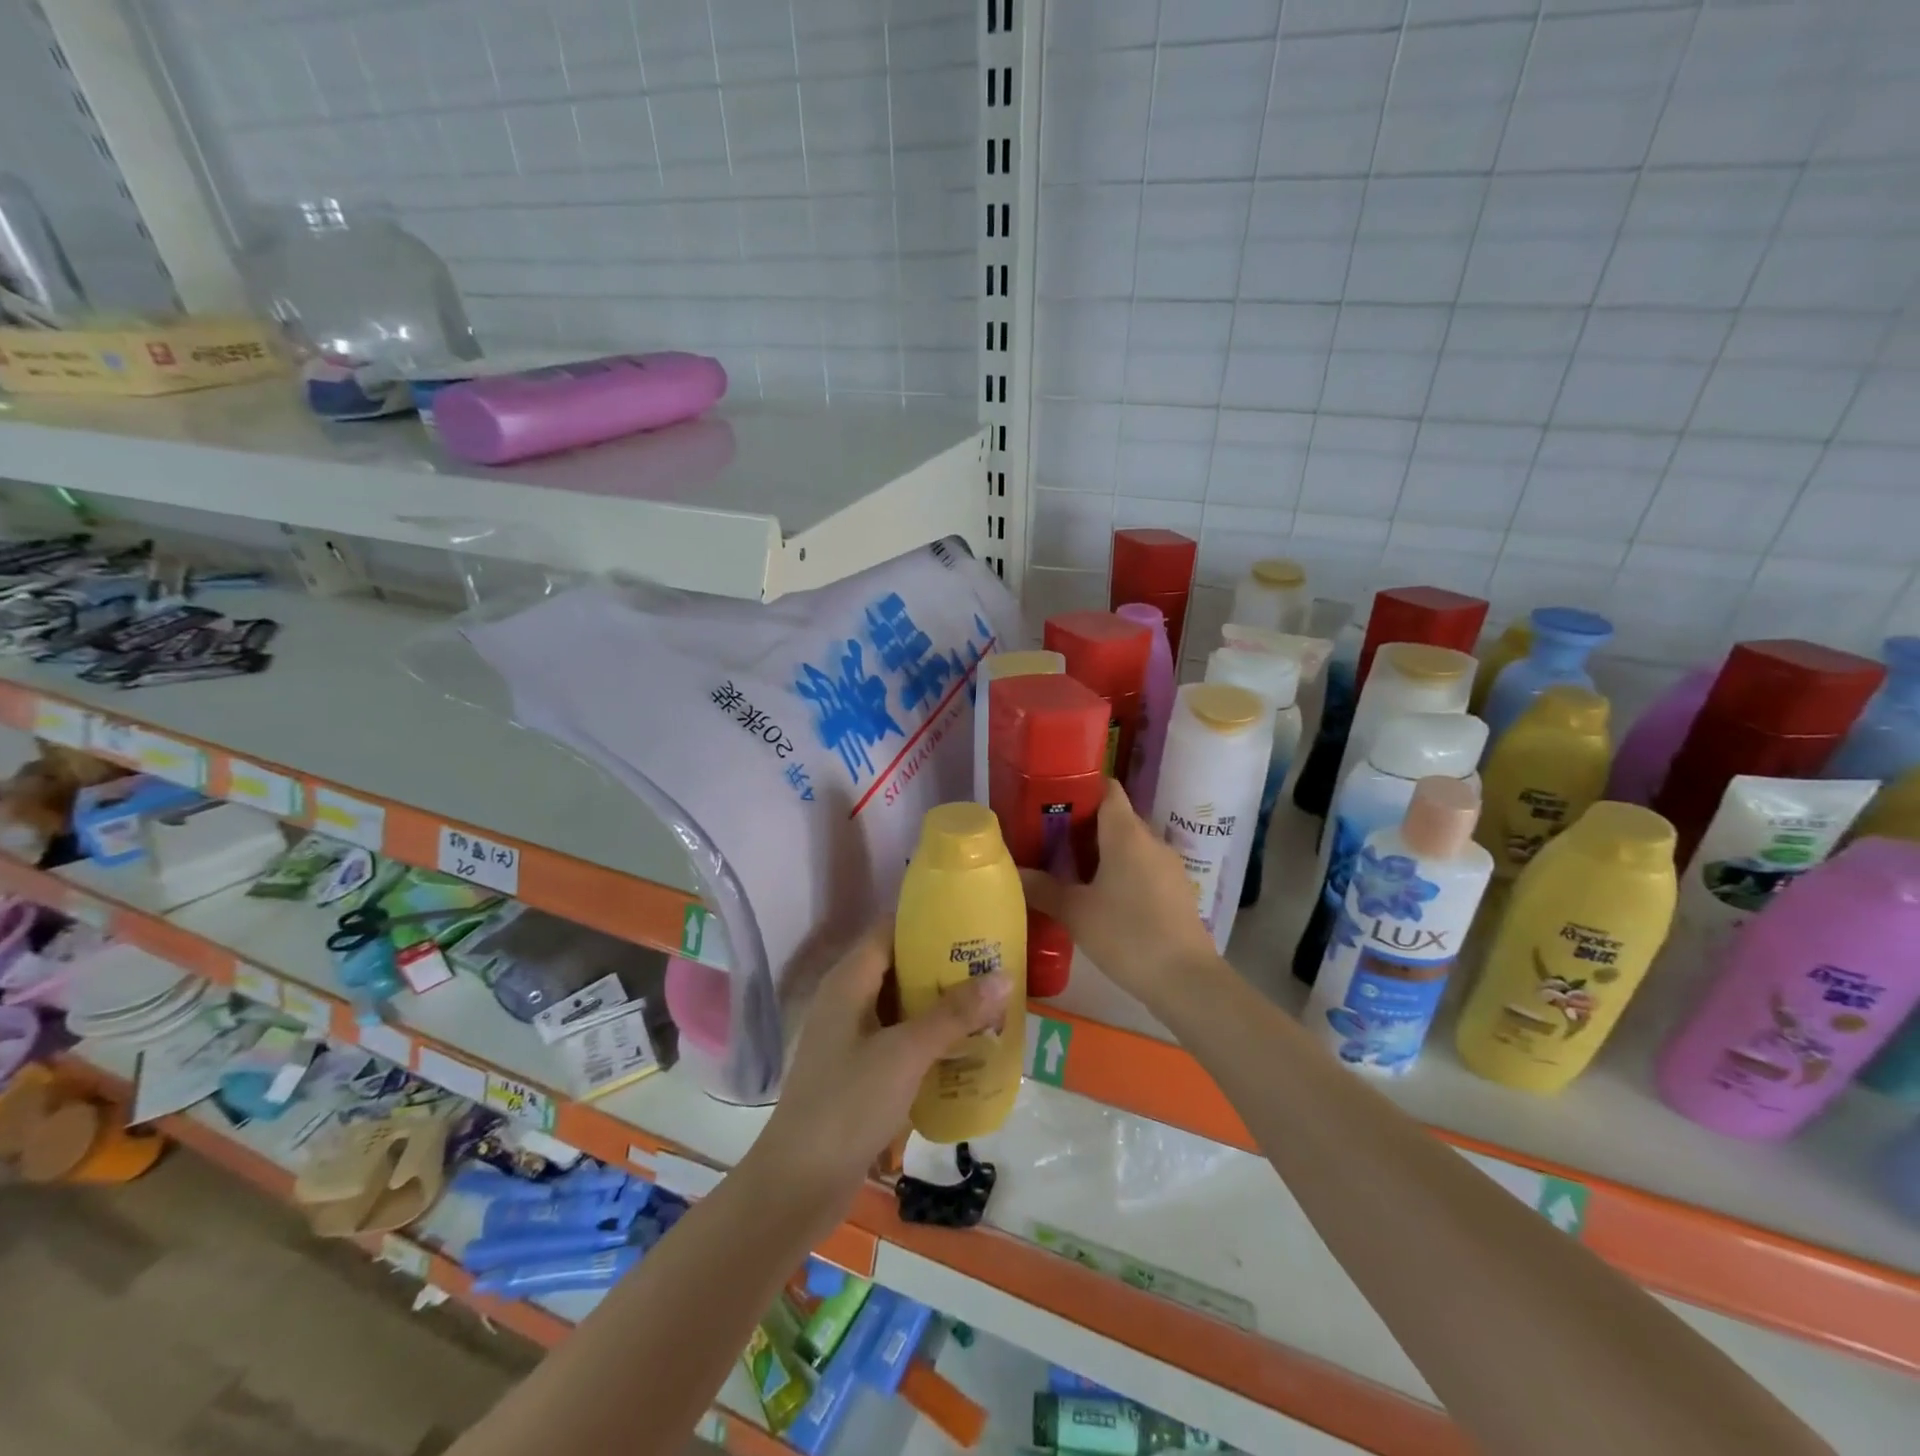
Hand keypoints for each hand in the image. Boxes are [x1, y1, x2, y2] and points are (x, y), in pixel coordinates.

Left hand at [747, 920, 1009, 1214]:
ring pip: (902, 1005)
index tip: (971, 921)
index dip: (928, 921)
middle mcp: (847, 1000)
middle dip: (943, 965)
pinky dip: (929, 1038)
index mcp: (849, 981)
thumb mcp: (906, 1053)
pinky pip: (899, 1039)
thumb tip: (1004, 976)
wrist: (798, 1184)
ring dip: (940, 1004)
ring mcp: (851, 1037)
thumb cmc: (848, 1103)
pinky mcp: (858, 1071)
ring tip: (988, 1001)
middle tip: (992, 964)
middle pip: (899, 966)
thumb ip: (954, 1014)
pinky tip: (964, 1048)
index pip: (889, 929)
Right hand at [1021, 779, 1221, 1019]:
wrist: (1186, 979)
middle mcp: (1150, 840)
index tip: (1052, 800)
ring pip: (1130, 844)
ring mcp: (1168, 865)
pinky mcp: (1176, 889)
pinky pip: (1143, 867)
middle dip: (1083, 825)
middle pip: (1115, 817)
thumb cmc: (1127, 935)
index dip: (1081, 788)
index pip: (1107, 789)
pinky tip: (1102, 897)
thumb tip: (1013, 871)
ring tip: (1069, 870)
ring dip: (1102, 851)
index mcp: (1125, 833)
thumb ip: (1043, 888)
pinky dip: (1122, 871)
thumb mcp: (1076, 913)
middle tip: (1049, 840)